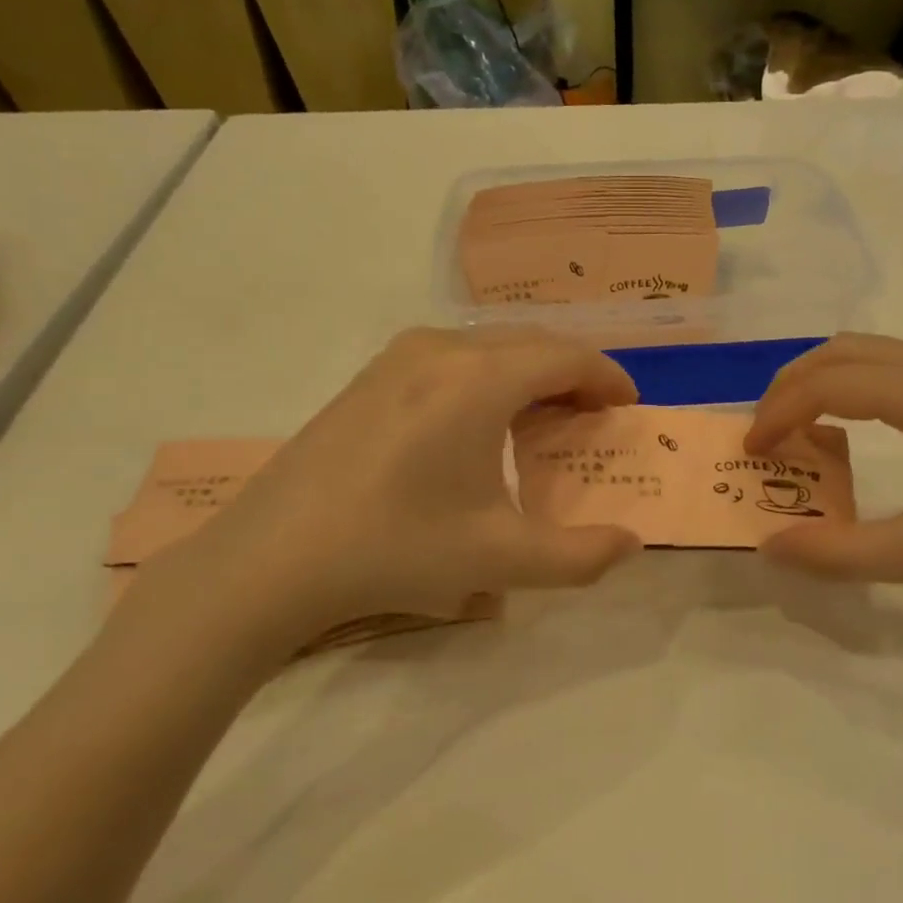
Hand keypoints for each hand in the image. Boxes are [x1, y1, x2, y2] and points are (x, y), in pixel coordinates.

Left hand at [124, 327, 641, 669]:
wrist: (271, 558)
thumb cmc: (395, 548)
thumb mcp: (499, 559)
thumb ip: (580, 556)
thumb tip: (631, 544)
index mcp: (481, 380)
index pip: (568, 357)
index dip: (608, 378)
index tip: (628, 407)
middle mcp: (443, 349)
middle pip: (533, 343)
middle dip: (574, 374)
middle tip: (593, 418)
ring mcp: (400, 357)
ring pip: (491, 345)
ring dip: (530, 372)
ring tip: (542, 420)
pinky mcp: (371, 375)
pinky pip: (453, 356)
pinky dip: (489, 376)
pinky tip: (479, 424)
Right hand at [745, 335, 902, 608]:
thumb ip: (842, 553)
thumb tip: (770, 546)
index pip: (831, 383)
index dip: (780, 411)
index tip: (752, 451)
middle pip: (844, 351)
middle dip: (792, 386)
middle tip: (765, 434)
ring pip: (872, 352)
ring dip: (824, 381)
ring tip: (800, 429)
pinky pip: (899, 365)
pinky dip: (858, 385)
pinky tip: (857, 428)